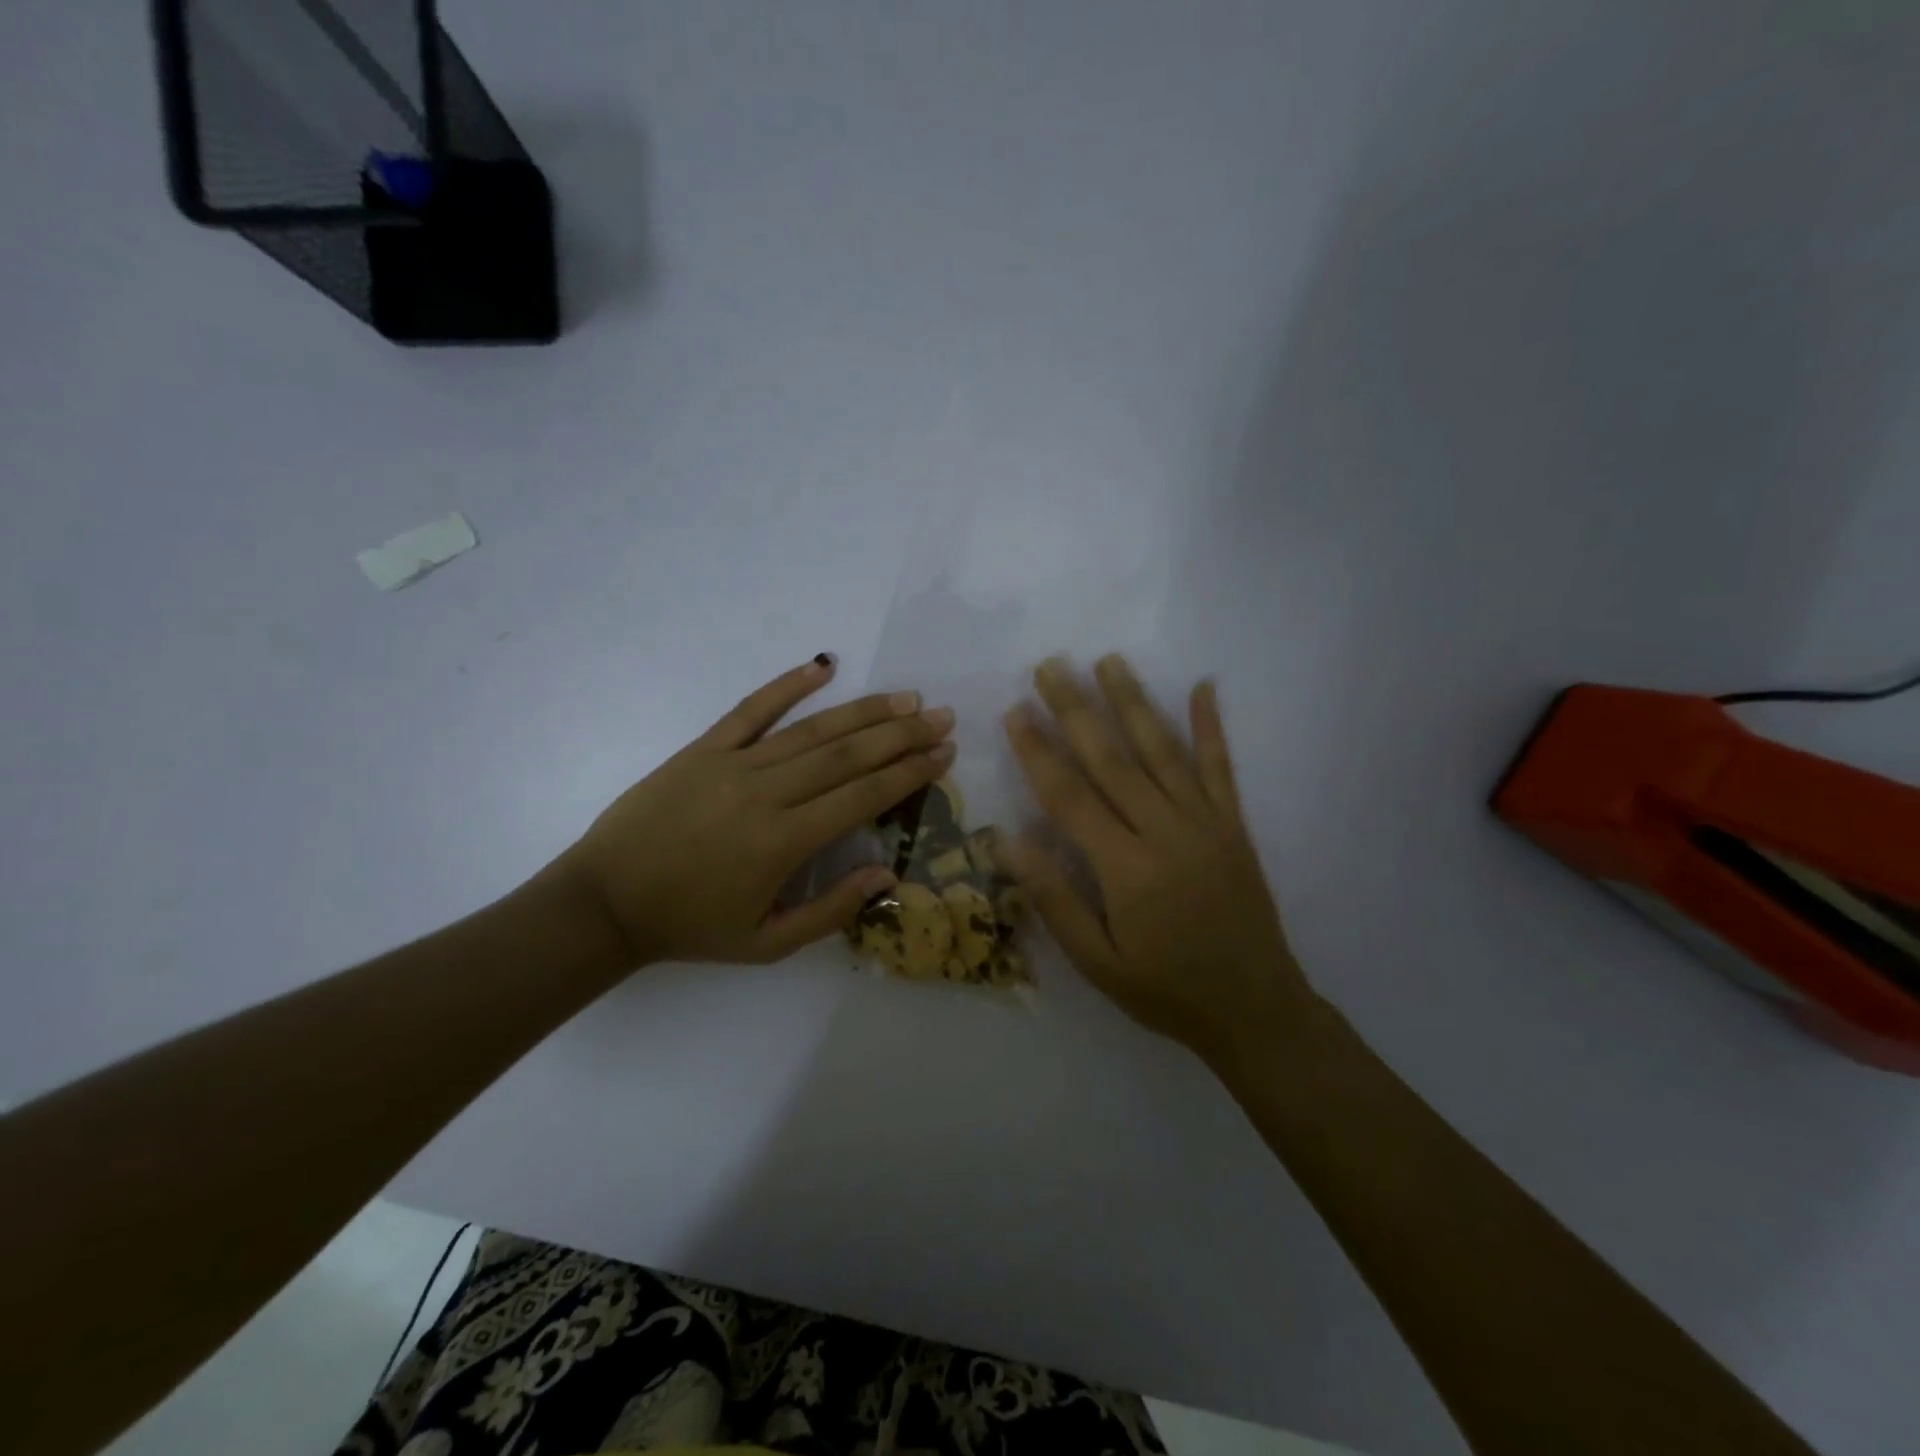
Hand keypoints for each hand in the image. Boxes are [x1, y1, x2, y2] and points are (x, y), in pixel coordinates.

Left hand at [556, 656, 954, 966]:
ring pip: (812, 730)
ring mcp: (732, 764)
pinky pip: (751, 709)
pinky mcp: (703, 748)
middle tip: (941, 716)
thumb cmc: (691, 926)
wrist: (605, 902)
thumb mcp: (766, 943)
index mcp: (784, 843)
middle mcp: (766, 793)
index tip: (943, 754)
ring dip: (864, 711)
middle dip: (901, 734)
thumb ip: (830, 910)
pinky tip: (822, 667)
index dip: (908, 773)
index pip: (862, 796)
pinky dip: (788, 685)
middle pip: (847, 755)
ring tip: (906, 697)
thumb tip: (886, 875)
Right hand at [1001, 655, 1314, 1067]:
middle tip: (1050, 665)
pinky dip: (1212, 726)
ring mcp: (1206, 823)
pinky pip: (1221, 767)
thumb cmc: (1165, 989)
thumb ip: (1055, 899)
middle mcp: (1166, 831)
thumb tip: (1008, 841)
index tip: (1015, 711)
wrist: (1256, 1009)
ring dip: (1134, 702)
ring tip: (1108, 661)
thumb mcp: (1098, 962)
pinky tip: (1204, 687)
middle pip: (1112, 759)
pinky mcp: (1234, 825)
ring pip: (1162, 750)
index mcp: (1126, 868)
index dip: (1038, 751)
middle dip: (1076, 709)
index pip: (1070, 796)